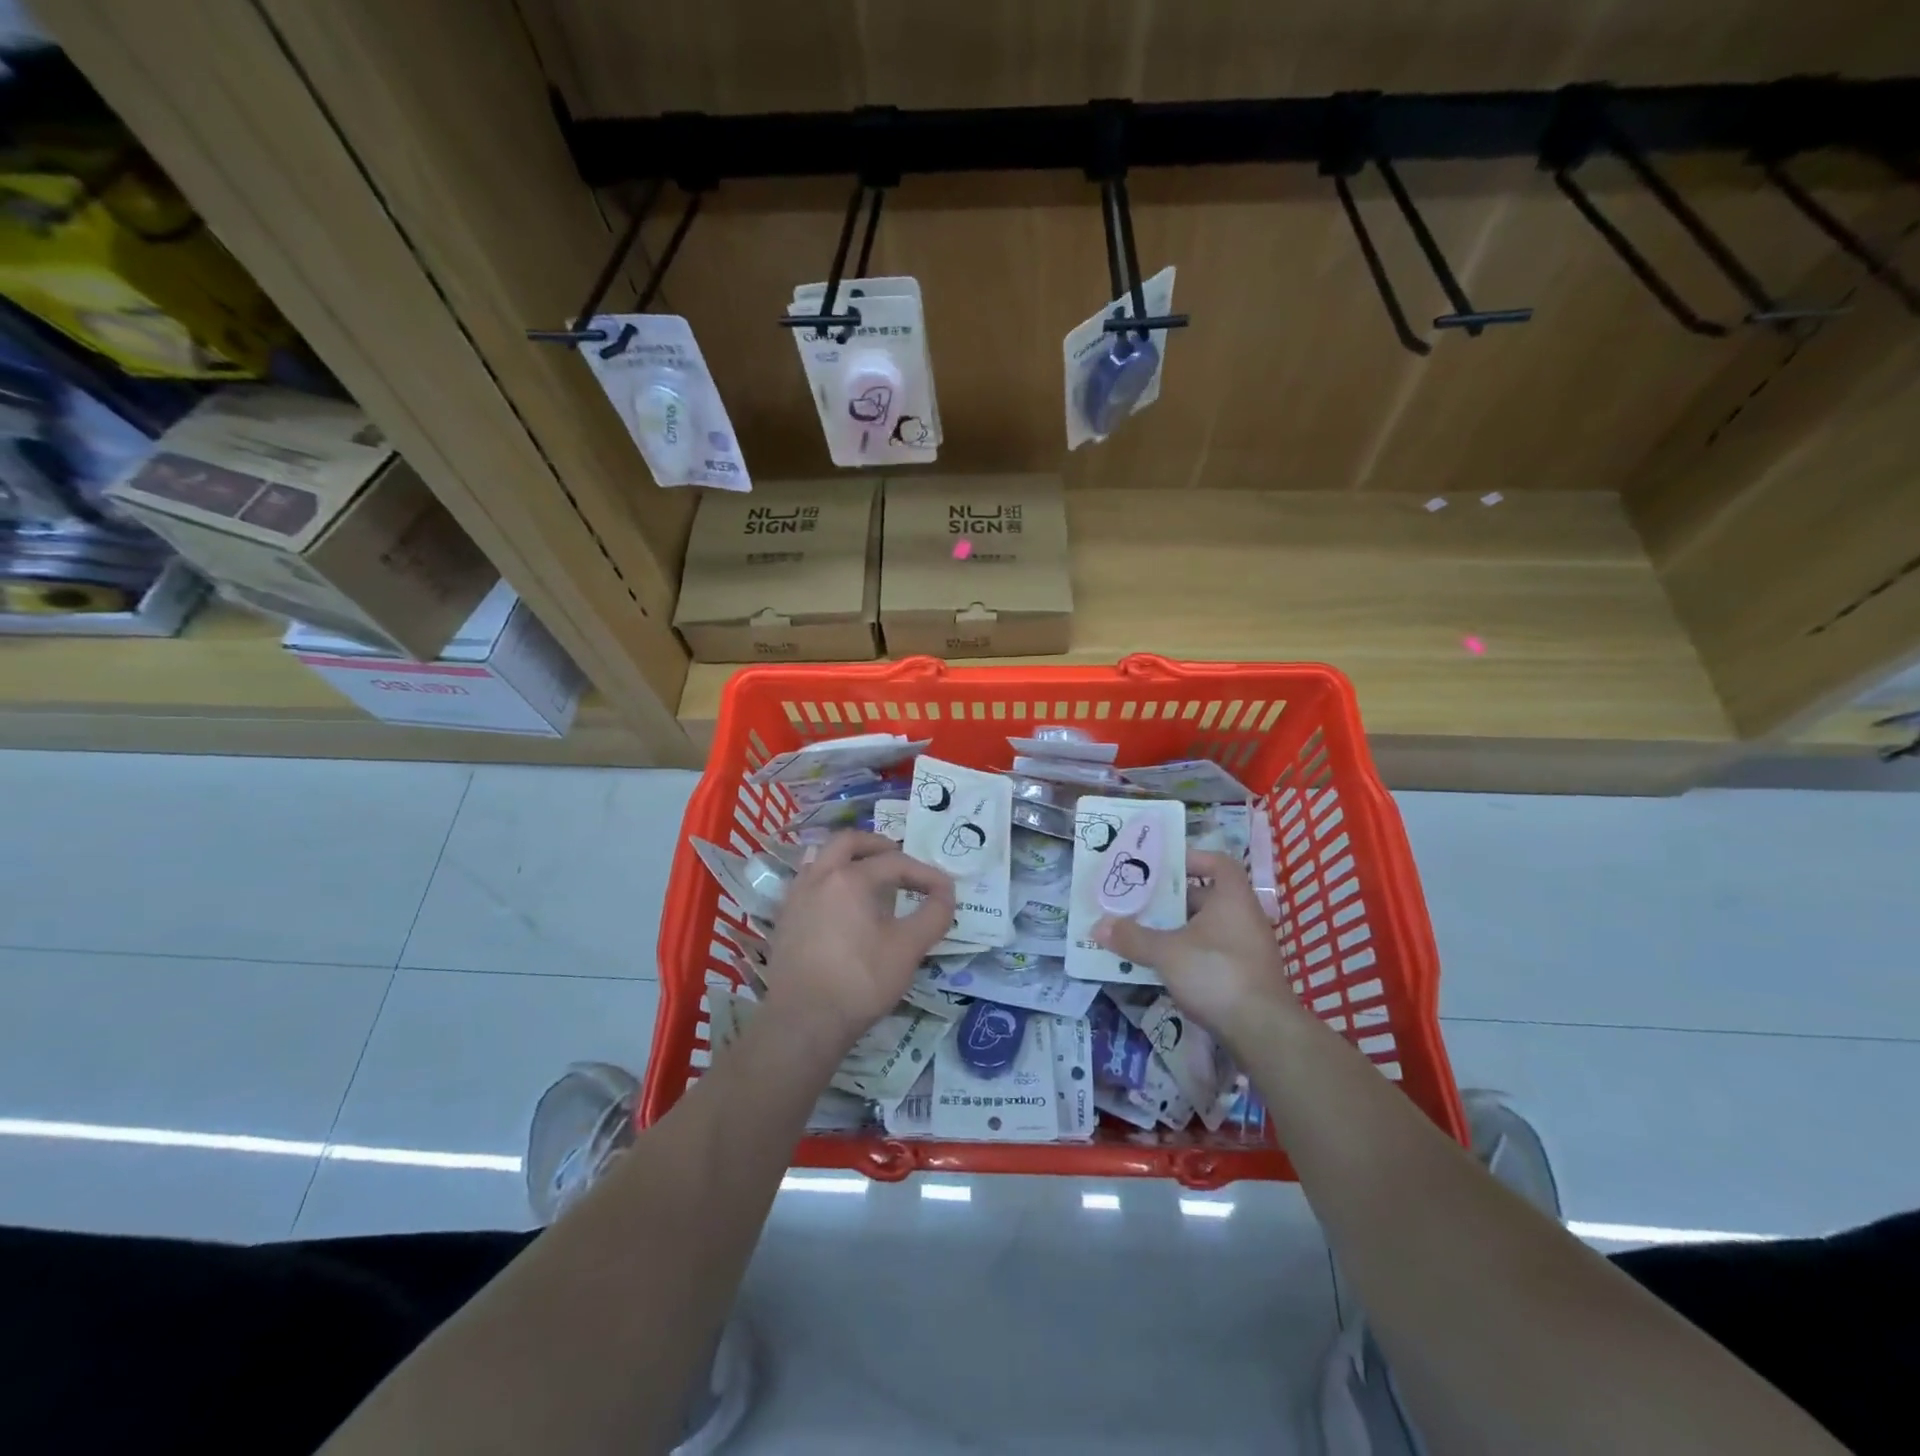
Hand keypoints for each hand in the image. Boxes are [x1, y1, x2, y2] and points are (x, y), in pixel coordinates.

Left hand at [763, 830, 954, 1050]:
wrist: (804, 1021)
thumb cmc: (860, 981)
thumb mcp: (909, 948)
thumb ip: (934, 915)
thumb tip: (946, 894)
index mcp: (850, 878)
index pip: (895, 862)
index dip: (924, 873)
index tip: (945, 890)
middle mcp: (818, 877)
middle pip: (847, 842)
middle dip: (877, 845)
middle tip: (898, 859)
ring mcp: (796, 897)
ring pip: (822, 859)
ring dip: (848, 860)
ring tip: (869, 879)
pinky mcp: (784, 920)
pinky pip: (809, 883)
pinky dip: (830, 881)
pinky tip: (842, 908)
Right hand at [1093, 850, 1292, 1035]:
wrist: (1263, 1032)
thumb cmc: (1217, 973)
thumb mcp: (1167, 952)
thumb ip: (1133, 937)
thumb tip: (1098, 926)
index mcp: (1232, 898)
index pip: (1218, 863)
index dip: (1191, 859)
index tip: (1162, 866)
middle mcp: (1244, 918)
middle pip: (1205, 897)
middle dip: (1171, 900)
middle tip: (1138, 901)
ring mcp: (1246, 949)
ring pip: (1205, 929)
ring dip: (1176, 930)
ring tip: (1141, 932)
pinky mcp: (1243, 977)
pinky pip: (1210, 954)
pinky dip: (1186, 955)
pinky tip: (1160, 967)